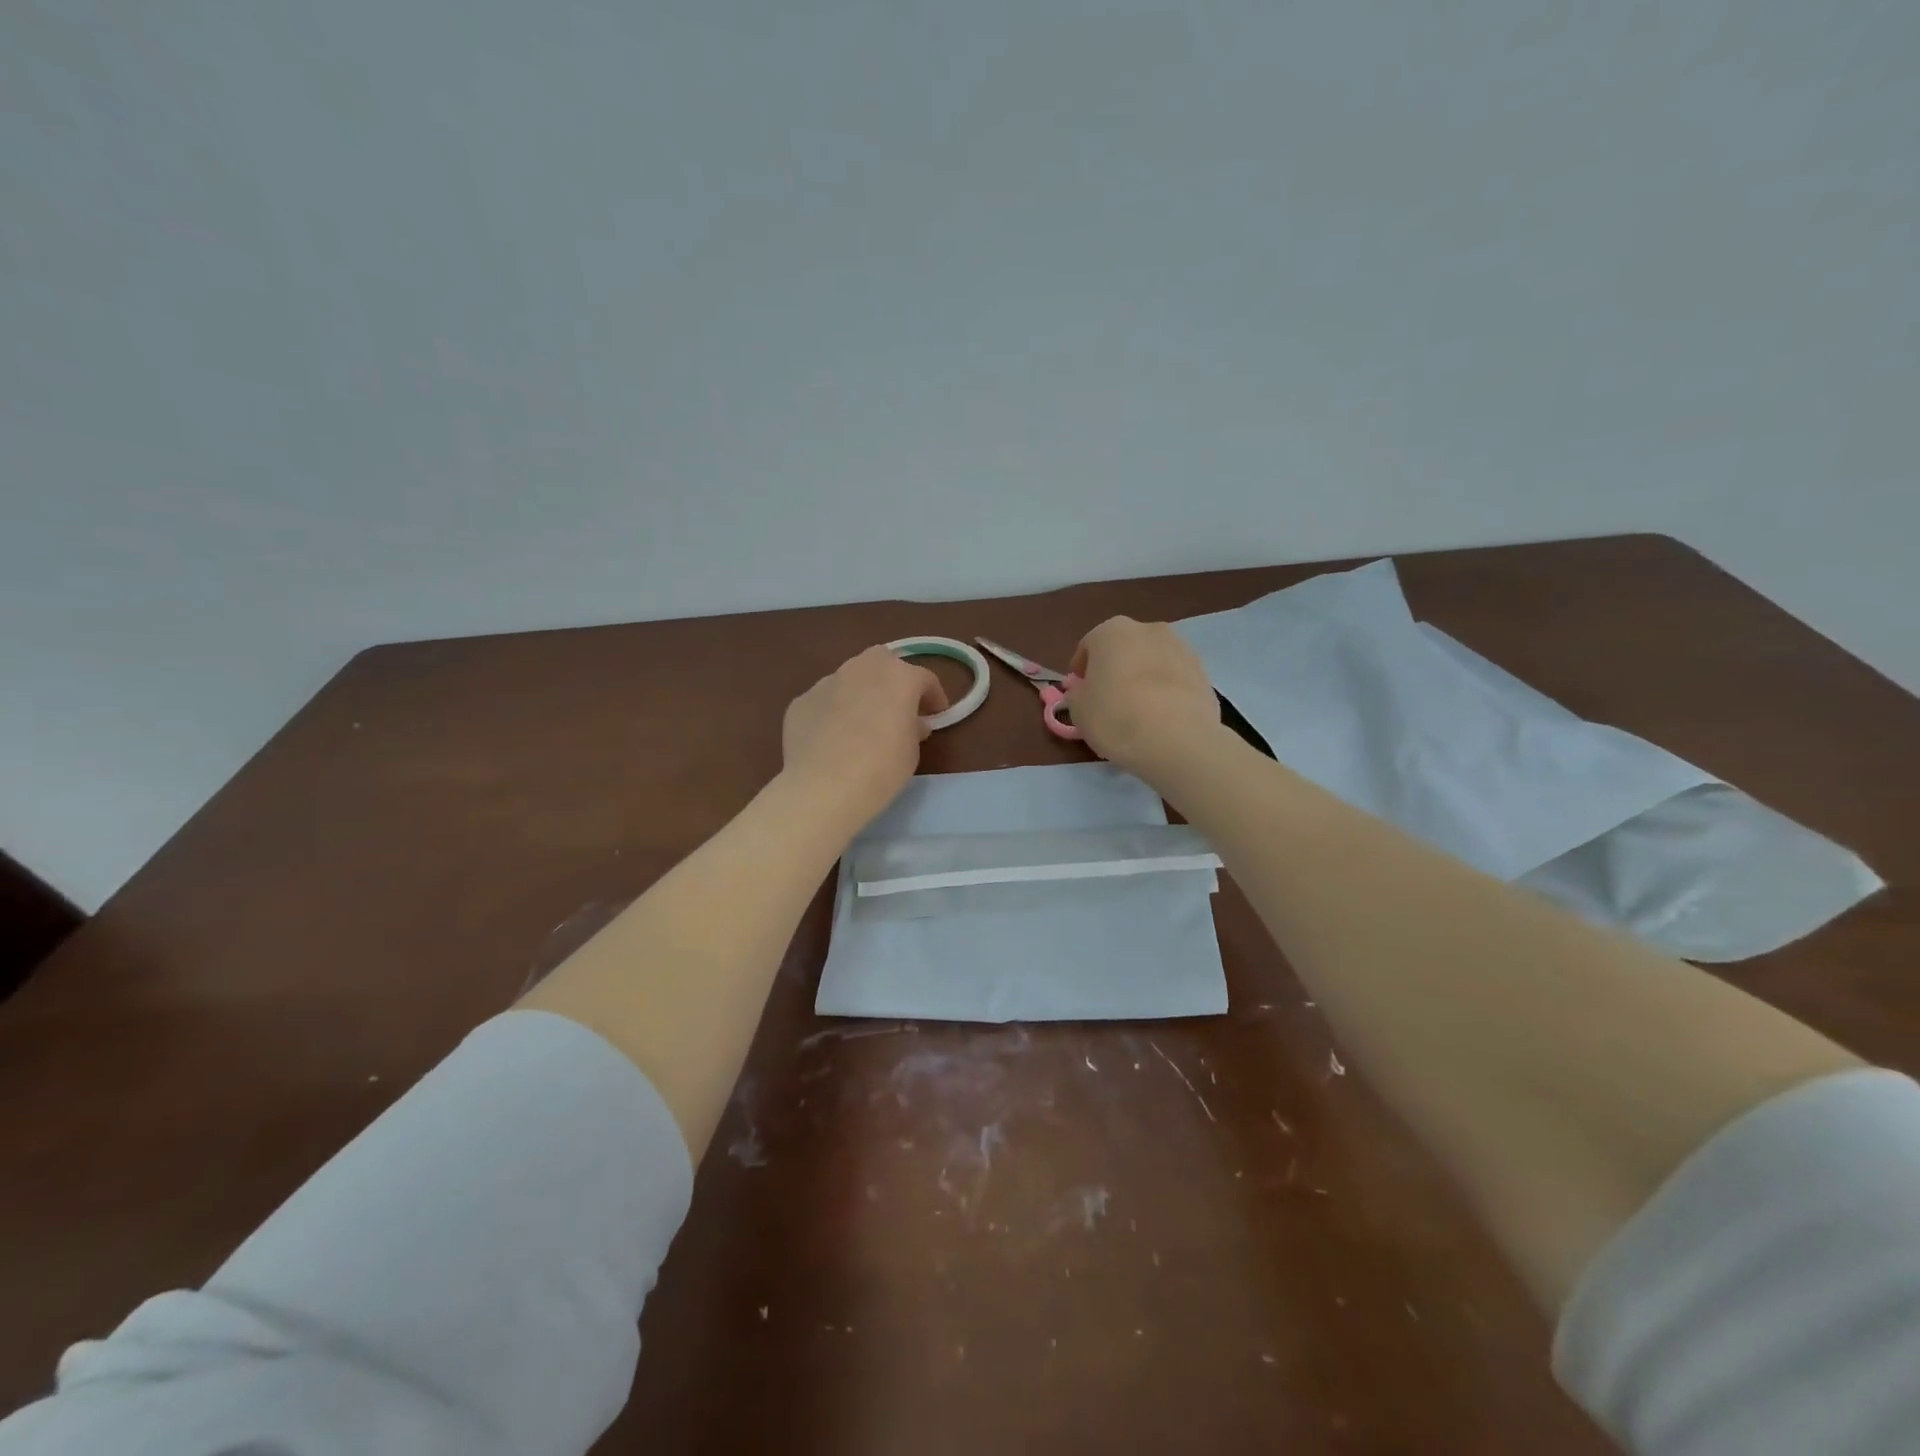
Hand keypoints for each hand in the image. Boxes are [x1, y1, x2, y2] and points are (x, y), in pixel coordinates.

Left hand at [782, 645, 947, 822]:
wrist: (823, 786)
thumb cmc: (882, 768)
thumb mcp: (912, 750)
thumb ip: (913, 728)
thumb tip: (911, 723)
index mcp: (898, 676)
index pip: (924, 678)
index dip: (934, 696)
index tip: (936, 715)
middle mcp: (862, 668)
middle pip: (883, 662)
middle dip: (893, 679)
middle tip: (897, 707)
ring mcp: (826, 682)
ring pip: (849, 678)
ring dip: (860, 693)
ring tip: (860, 723)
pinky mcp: (801, 701)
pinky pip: (824, 701)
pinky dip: (832, 712)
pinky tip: (831, 739)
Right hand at [1066, 617, 1220, 777]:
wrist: (1178, 740)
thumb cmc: (1116, 718)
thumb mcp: (1079, 711)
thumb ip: (1078, 694)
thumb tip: (1085, 691)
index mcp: (1111, 631)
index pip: (1088, 647)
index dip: (1081, 671)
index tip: (1080, 693)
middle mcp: (1148, 629)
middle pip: (1123, 648)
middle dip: (1114, 669)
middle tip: (1109, 700)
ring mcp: (1181, 648)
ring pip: (1151, 661)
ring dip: (1142, 677)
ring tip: (1138, 710)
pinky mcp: (1203, 671)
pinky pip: (1174, 678)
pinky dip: (1166, 690)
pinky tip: (1162, 717)